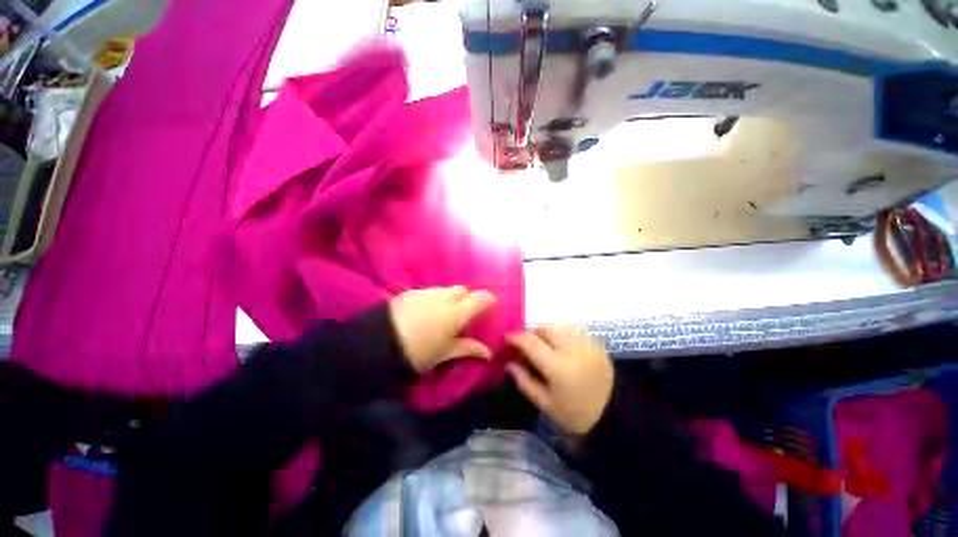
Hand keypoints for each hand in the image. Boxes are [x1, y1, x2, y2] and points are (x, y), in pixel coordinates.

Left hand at [389, 286, 496, 372]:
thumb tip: (488, 352)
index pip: (481, 298)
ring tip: (441, 314)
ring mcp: (427, 293)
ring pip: (445, 290)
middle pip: (463, 290)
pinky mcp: (411, 292)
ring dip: (449, 298)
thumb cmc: (418, 353)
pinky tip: (425, 312)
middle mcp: (444, 298)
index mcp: (456, 313)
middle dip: (467, 299)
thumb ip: (468, 348)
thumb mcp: (444, 353)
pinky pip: (429, 292)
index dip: (488, 300)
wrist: (379, 344)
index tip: (489, 307)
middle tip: (462, 315)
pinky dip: (433, 299)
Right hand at [506, 326, 613, 434]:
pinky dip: (562, 333)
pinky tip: (561, 346)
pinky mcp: (597, 344)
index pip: (531, 342)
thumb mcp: (545, 403)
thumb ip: (524, 381)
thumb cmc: (576, 414)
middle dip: (532, 331)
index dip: (516, 337)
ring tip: (544, 344)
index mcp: (558, 367)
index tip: (507, 337)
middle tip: (527, 342)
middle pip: (546, 327)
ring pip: (560, 325)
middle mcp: (573, 349)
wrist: (614, 416)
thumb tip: (509, 363)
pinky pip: (573, 330)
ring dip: (547, 331)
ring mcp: (587, 344)